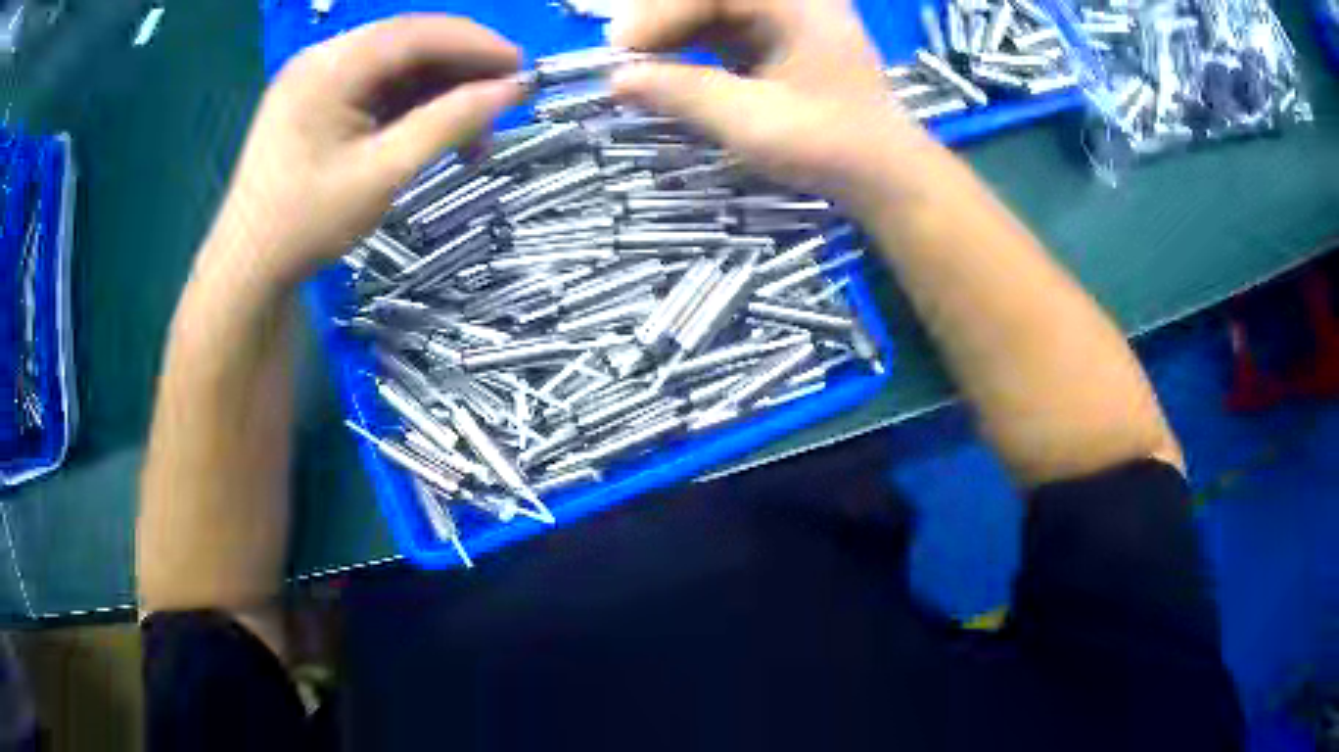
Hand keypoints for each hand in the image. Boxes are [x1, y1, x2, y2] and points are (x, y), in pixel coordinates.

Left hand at [207, 15, 523, 286]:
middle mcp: (322, 59)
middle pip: (407, 43)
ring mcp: (316, 78)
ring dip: (438, 90)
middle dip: (460, 68)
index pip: (416, 34)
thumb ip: (449, 123)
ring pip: (395, 65)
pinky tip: (434, 131)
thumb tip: (512, 90)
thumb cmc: (306, 224)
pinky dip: (410, 104)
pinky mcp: (316, 101)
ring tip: (472, 132)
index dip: (476, 45)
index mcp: (329, 68)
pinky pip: (375, 87)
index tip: (522, 69)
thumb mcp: (383, 173)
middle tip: (502, 100)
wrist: (248, 268)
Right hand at [610, 0, 933, 207]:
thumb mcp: (754, 122)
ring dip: (668, 29)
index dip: (660, 11)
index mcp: (796, 2)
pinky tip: (664, 64)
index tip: (621, 48)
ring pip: (708, 6)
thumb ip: (684, 93)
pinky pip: (718, 24)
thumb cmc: (829, 146)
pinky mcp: (774, 35)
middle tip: (623, 52)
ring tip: (636, 61)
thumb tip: (616, 79)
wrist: (882, 172)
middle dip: (659, 16)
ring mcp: (782, 14)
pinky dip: (686, 42)